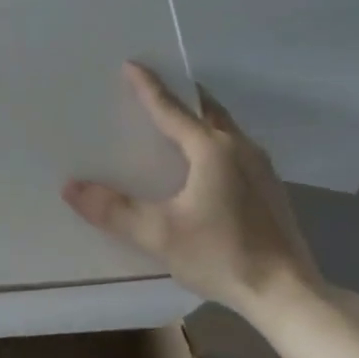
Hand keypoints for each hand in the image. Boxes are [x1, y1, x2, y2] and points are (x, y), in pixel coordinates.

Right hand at [63, 63, 323, 316]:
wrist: (288, 293)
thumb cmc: (222, 255)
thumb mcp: (159, 235)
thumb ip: (114, 210)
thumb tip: (71, 187)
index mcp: (212, 150)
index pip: (171, 109)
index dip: (148, 86)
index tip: (131, 64)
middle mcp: (239, 147)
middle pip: (205, 108)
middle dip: (180, 93)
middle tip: (156, 87)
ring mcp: (261, 167)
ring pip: (224, 127)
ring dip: (199, 116)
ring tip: (176, 120)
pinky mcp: (270, 188)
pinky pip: (235, 147)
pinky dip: (213, 139)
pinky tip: (204, 162)